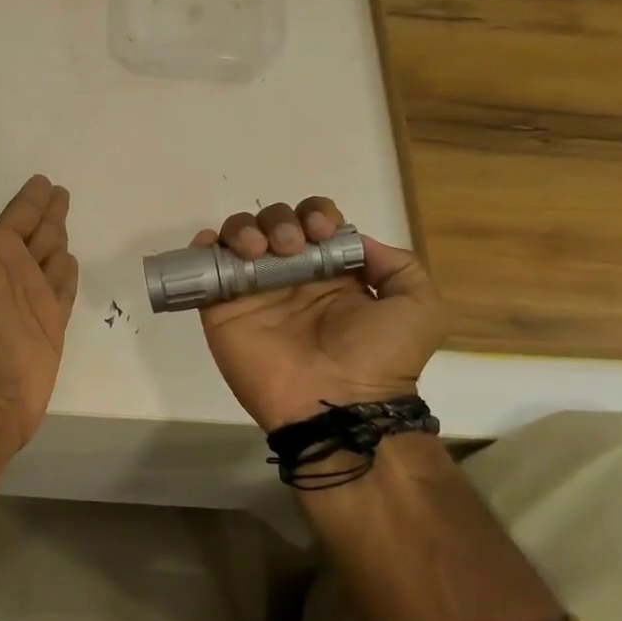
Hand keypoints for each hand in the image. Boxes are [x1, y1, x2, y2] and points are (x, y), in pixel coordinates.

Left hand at [0, 156, 78, 448]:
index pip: (18, 215)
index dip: (31, 197)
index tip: (43, 180)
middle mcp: (14, 270)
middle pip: (38, 231)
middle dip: (49, 212)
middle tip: (61, 191)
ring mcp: (35, 296)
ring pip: (53, 256)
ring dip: (59, 238)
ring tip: (66, 222)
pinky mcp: (52, 321)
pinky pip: (64, 286)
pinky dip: (68, 272)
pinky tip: (71, 261)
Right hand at [194, 198, 448, 431]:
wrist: (339, 405)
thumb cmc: (380, 357)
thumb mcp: (419, 307)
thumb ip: (398, 265)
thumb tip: (355, 242)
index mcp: (332, 273)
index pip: (314, 223)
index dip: (316, 215)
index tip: (321, 233)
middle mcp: (291, 278)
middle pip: (273, 223)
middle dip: (280, 220)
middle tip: (289, 246)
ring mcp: (254, 293)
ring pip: (238, 238)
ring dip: (245, 229)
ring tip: (258, 251)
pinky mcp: (222, 311)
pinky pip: (205, 271)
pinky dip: (202, 248)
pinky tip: (212, 244)